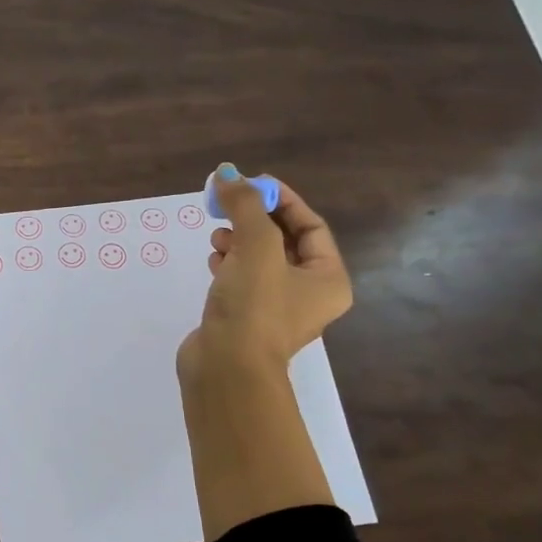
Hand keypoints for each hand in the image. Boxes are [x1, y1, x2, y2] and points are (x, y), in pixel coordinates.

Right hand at [178, 167, 351, 389]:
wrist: (226, 368)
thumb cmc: (253, 306)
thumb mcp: (255, 246)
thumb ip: (244, 205)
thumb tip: (227, 173)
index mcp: (328, 279)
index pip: (311, 226)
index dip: (283, 200)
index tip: (252, 183)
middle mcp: (309, 295)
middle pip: (284, 242)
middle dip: (256, 220)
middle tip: (228, 206)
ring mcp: (276, 310)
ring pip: (260, 261)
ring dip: (239, 241)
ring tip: (217, 236)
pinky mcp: (246, 320)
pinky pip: (242, 281)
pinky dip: (228, 264)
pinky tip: (213, 259)